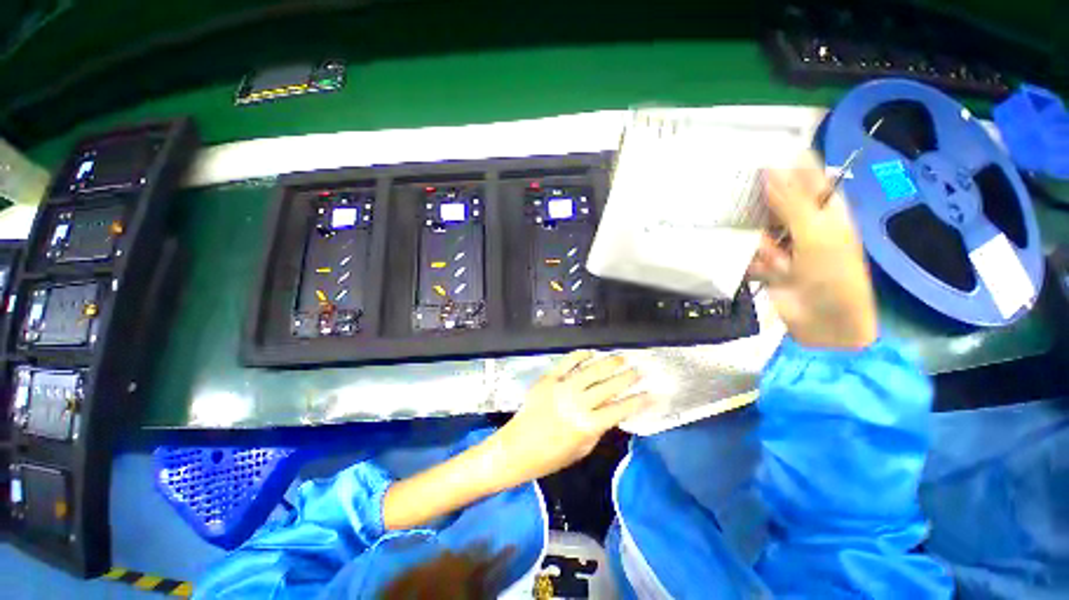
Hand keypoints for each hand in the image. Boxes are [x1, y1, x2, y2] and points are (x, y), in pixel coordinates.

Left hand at [494, 351, 650, 482]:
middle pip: (609, 386)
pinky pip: (567, 363)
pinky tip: (591, 353)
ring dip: (609, 363)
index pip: (620, 409)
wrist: (517, 448)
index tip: (651, 393)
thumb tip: (610, 411)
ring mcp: (562, 388)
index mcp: (588, 425)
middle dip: (627, 377)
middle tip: (639, 370)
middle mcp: (578, 402)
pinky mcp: (548, 379)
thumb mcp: (582, 449)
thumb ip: (598, 429)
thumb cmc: (550, 456)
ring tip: (621, 358)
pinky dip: (580, 356)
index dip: (638, 401)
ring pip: (591, 370)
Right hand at [750, 151, 878, 349]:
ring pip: (757, 229)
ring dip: (763, 244)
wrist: (825, 323)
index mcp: (824, 209)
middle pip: (773, 202)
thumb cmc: (834, 275)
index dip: (783, 164)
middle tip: (752, 208)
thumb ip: (792, 202)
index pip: (803, 177)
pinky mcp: (764, 264)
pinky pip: (748, 252)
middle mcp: (802, 223)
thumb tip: (770, 167)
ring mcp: (782, 244)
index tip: (754, 154)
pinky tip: (771, 272)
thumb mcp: (816, 234)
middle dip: (761, 208)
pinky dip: (753, 260)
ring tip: (780, 262)